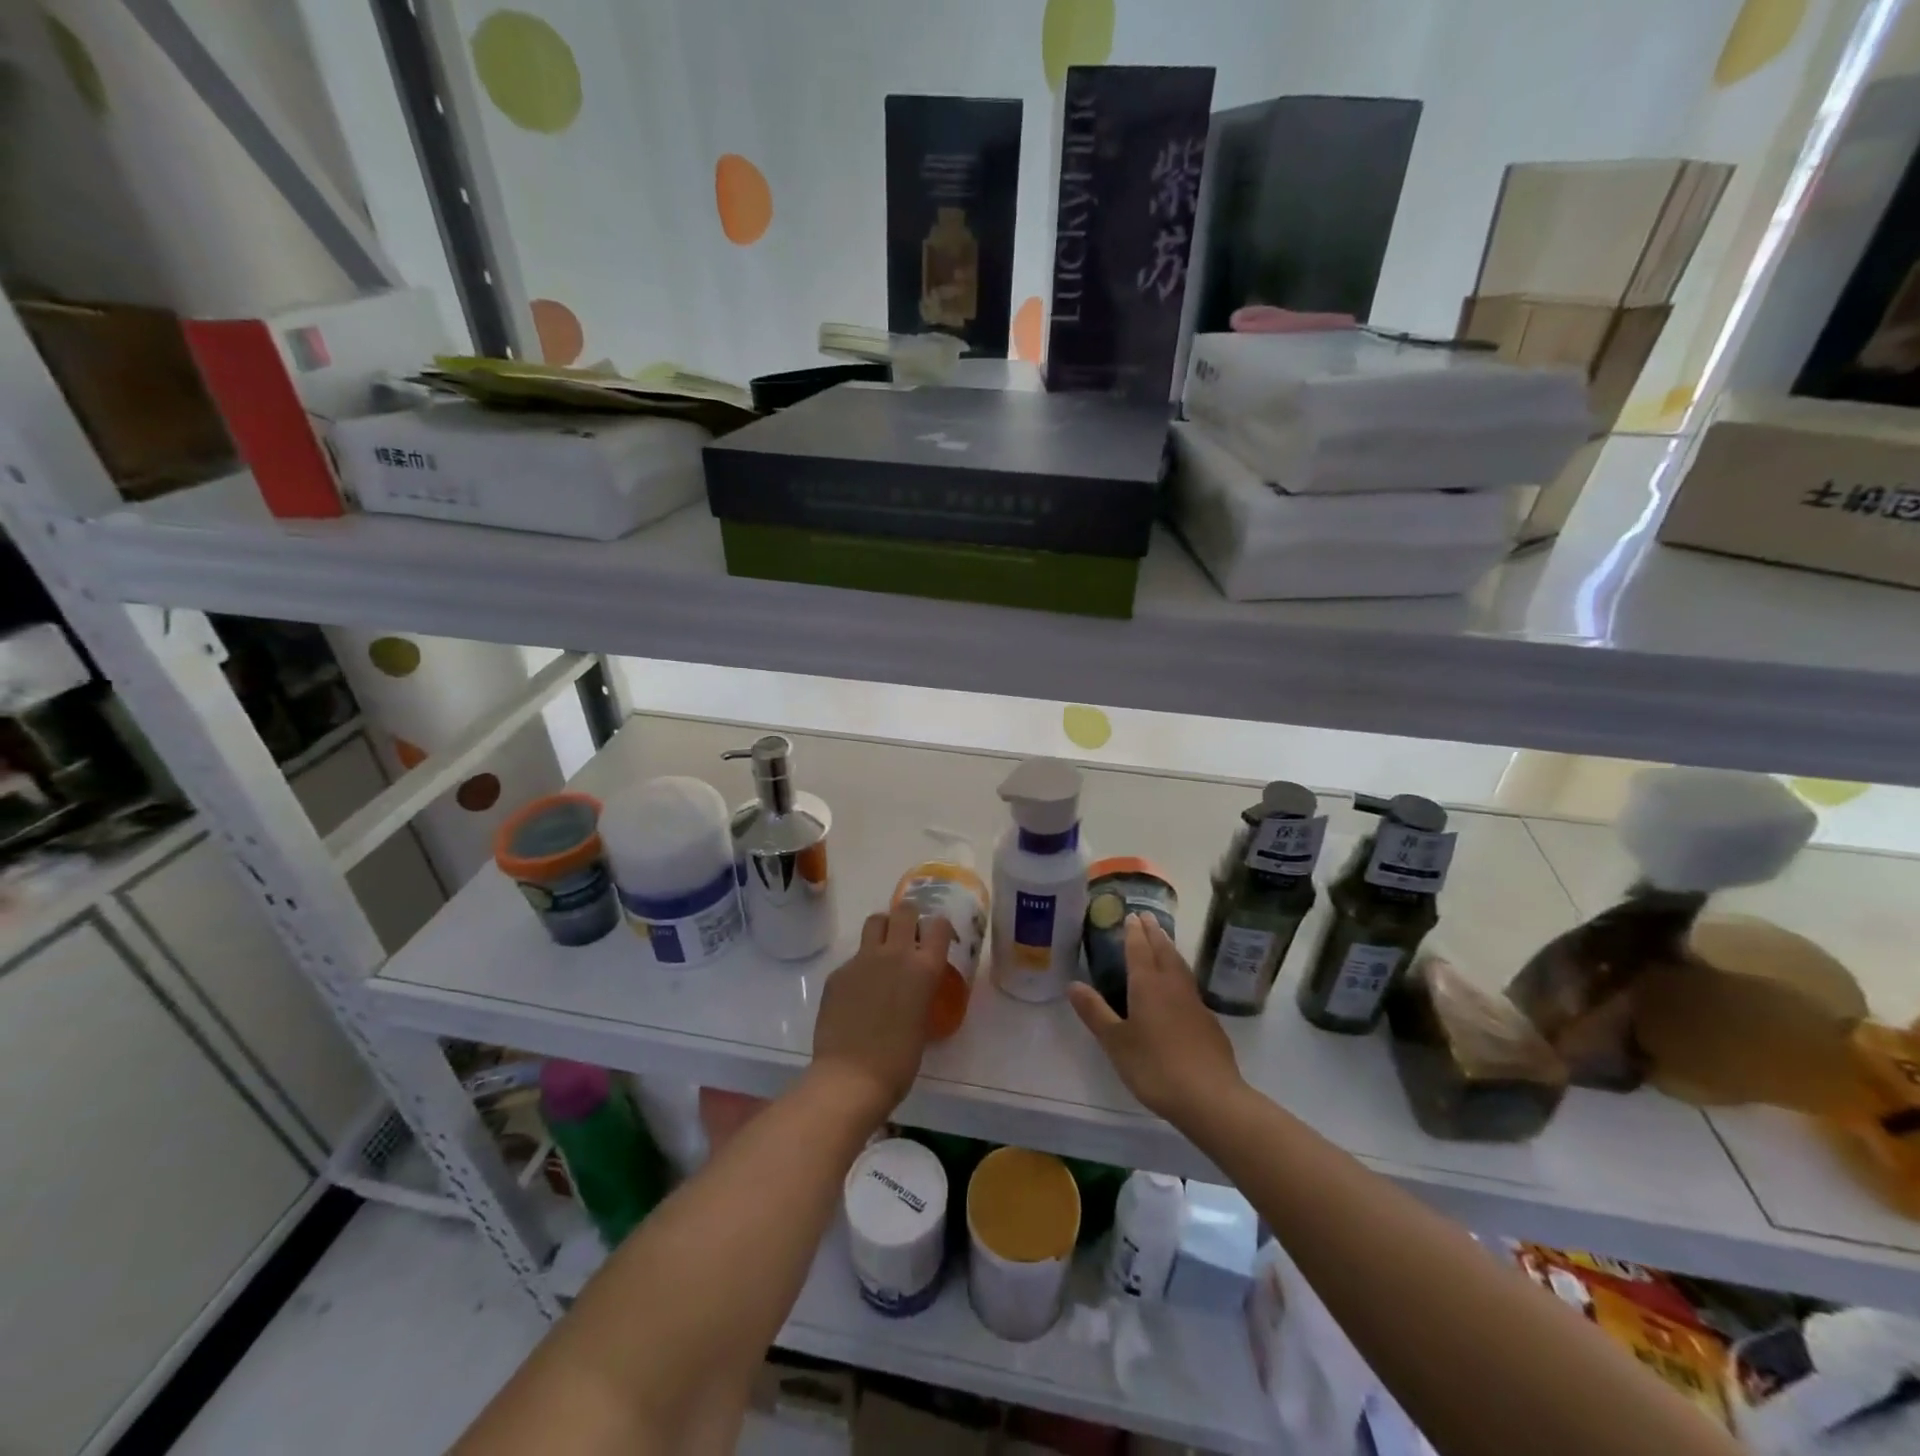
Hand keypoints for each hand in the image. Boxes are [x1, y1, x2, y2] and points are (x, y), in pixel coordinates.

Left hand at [810, 904, 954, 1118]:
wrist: (851, 1077)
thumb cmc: (898, 1061)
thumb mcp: (922, 1021)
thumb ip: (920, 992)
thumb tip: (913, 988)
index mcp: (924, 968)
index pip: (938, 925)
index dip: (937, 929)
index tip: (935, 940)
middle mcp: (895, 954)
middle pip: (904, 911)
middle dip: (908, 918)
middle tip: (908, 937)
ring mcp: (863, 960)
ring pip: (875, 921)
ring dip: (883, 929)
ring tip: (882, 950)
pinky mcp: (838, 972)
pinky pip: (853, 957)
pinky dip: (859, 967)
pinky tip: (856, 993)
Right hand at [1068, 913, 1243, 1125]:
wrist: (1210, 1097)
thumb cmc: (1155, 1067)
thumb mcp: (1116, 1042)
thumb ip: (1095, 1012)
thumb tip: (1073, 984)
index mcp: (1147, 985)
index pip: (1139, 949)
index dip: (1133, 932)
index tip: (1131, 914)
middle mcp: (1172, 985)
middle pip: (1163, 950)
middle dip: (1153, 932)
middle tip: (1147, 916)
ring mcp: (1194, 1002)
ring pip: (1180, 965)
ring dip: (1169, 948)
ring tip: (1163, 940)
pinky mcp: (1208, 1021)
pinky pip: (1190, 985)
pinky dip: (1180, 973)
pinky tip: (1179, 986)